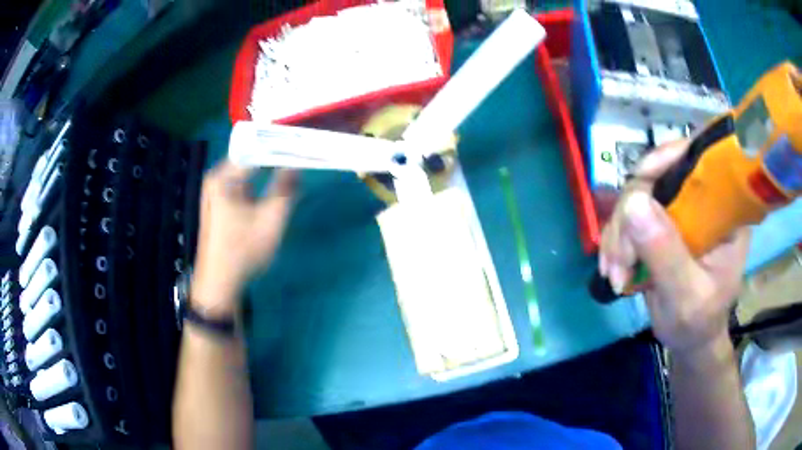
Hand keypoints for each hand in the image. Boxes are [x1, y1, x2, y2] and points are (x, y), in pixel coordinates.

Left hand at [191, 161, 296, 316]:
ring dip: (269, 170)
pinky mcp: (219, 202)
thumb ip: (286, 189)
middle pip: (251, 157)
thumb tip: (298, 165)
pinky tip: (276, 187)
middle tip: (302, 154)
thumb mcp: (270, 220)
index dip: (282, 146)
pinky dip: (260, 184)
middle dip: (276, 156)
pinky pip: (243, 184)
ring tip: (294, 166)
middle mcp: (216, 177)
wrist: (218, 283)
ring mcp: (216, 190)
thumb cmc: (242, 251)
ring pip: (248, 171)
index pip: (257, 148)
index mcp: (223, 176)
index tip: (304, 144)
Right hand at [599, 140, 749, 354]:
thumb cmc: (698, 322)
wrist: (689, 338)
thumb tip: (633, 203)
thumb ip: (666, 254)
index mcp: (725, 210)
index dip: (670, 157)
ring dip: (619, 232)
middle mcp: (702, 201)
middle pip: (659, 176)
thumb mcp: (686, 296)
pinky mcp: (661, 223)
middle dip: (631, 214)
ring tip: (615, 273)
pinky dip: (615, 240)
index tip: (641, 178)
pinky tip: (612, 267)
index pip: (701, 160)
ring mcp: (680, 211)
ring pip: (638, 196)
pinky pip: (629, 215)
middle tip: (619, 260)